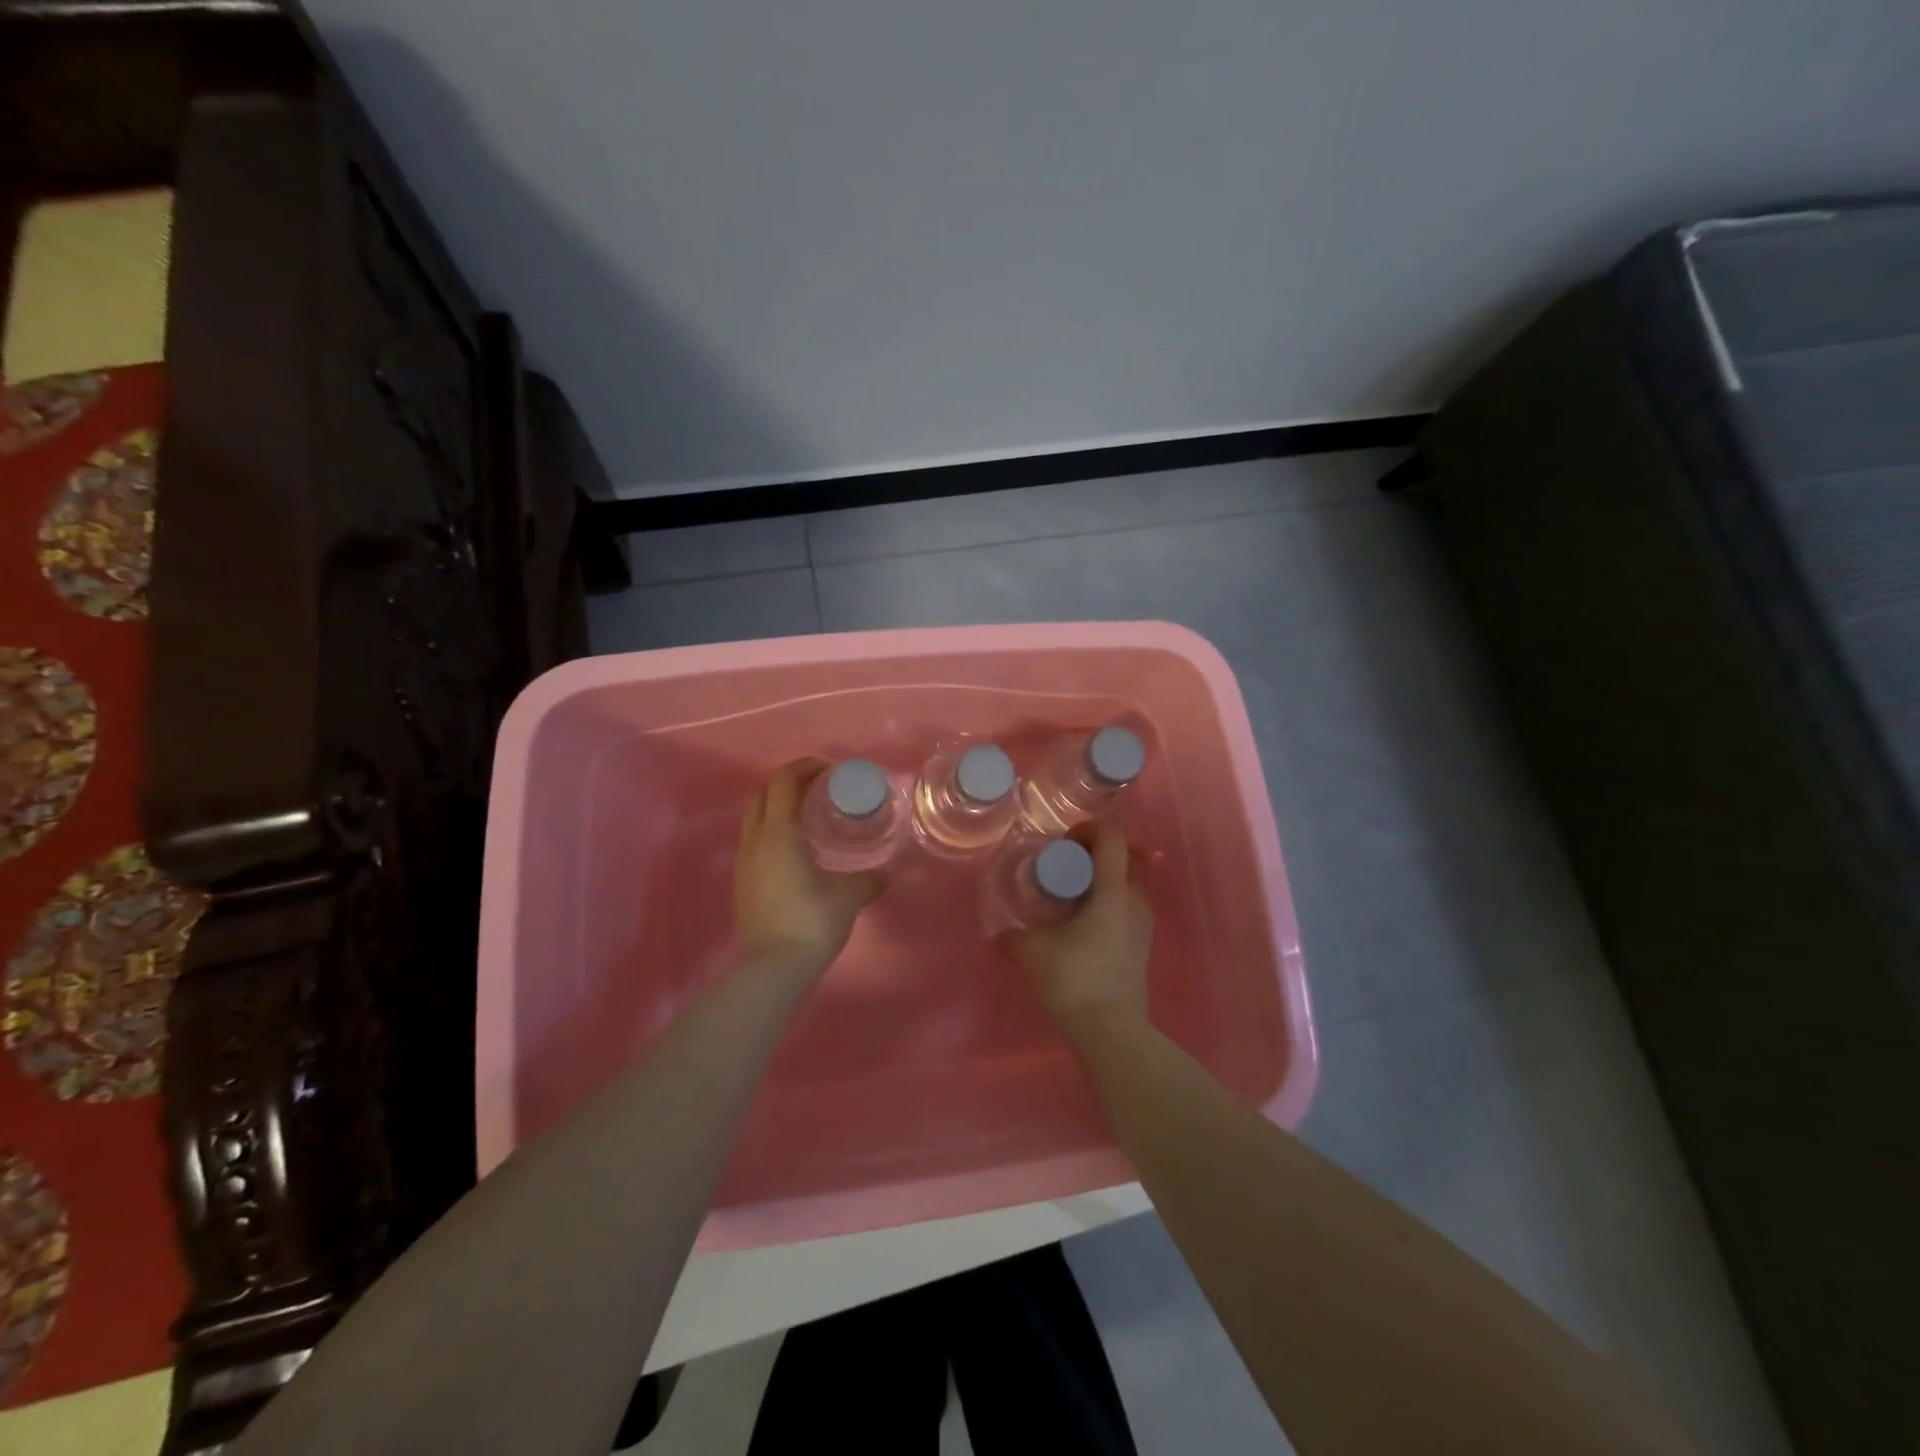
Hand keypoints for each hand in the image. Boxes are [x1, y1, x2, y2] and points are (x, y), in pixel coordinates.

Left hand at [734, 760, 886, 974]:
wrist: (773, 968)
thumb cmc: (812, 921)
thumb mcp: (849, 896)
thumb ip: (869, 879)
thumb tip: (887, 874)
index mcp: (779, 833)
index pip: (784, 782)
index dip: (805, 768)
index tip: (831, 771)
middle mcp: (755, 840)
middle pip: (764, 793)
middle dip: (790, 783)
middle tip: (821, 789)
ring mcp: (744, 861)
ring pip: (755, 816)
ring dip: (779, 805)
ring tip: (810, 815)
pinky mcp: (743, 880)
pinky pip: (755, 838)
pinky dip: (773, 828)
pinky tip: (797, 846)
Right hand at [999, 826, 1152, 1048]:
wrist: (1111, 1032)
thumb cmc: (1074, 979)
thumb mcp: (1033, 952)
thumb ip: (1014, 937)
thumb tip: (1000, 936)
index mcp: (1114, 892)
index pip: (1113, 839)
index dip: (1090, 829)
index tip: (1065, 841)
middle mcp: (1135, 902)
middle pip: (1130, 857)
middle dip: (1102, 850)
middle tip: (1072, 861)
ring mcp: (1144, 926)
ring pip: (1132, 884)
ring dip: (1107, 878)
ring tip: (1074, 893)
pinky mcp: (1142, 947)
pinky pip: (1129, 908)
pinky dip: (1110, 902)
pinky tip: (1083, 922)